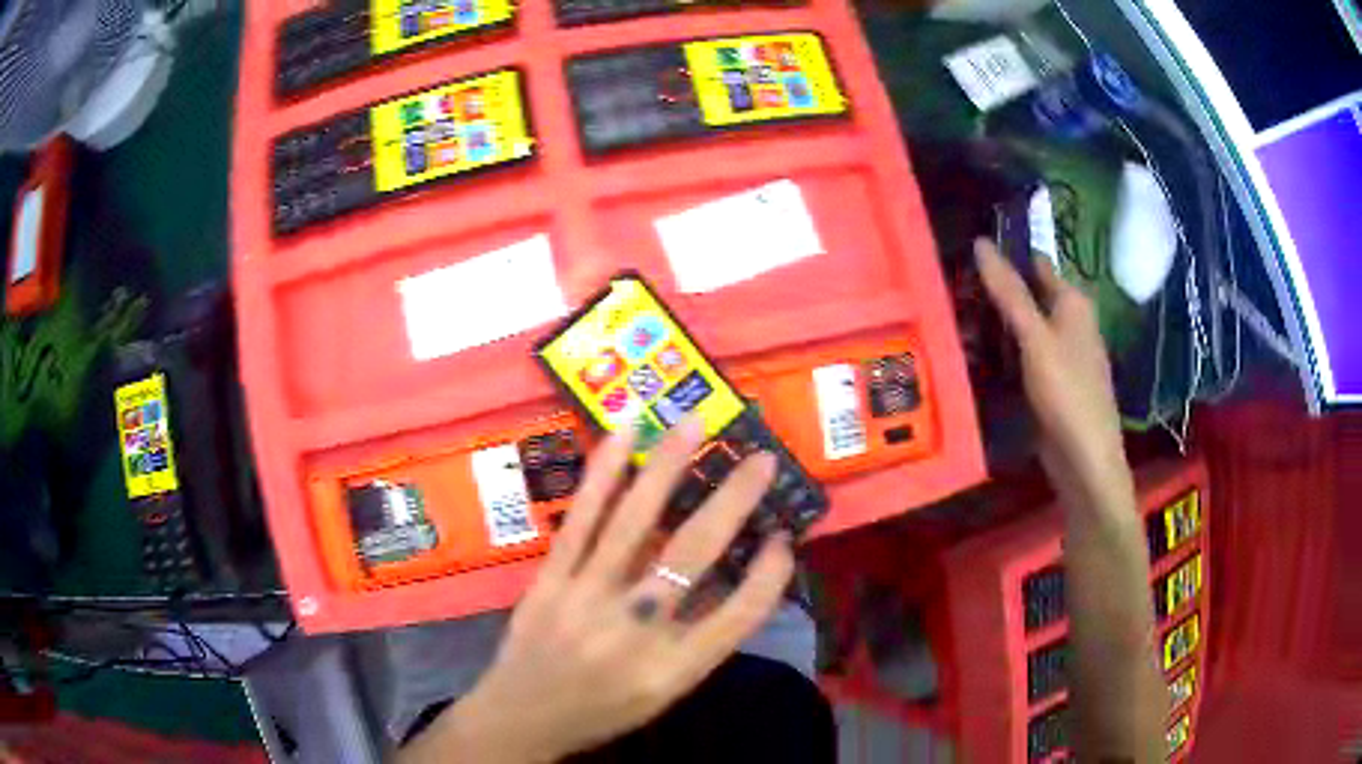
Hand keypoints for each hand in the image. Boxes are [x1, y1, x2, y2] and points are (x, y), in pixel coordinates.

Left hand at [403, 419, 794, 763]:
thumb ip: (700, 640)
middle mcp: (633, 631)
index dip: (769, 574)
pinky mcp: (549, 579)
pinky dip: (603, 475)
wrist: (522, 717)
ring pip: (633, 523)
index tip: (786, 538)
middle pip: (693, 556)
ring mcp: (585, 598)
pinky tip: (620, 437)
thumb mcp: (663, 691)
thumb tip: (731, 574)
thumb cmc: (602, 709)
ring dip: (666, 467)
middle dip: (734, 501)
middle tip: (761, 461)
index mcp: (672, 669)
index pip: (738, 616)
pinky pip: (580, 521)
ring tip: (693, 425)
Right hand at [973, 239, 1132, 510]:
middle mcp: (1070, 322)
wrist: (1085, 459)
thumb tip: (981, 242)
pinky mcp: (1052, 383)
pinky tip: (978, 358)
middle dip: (994, 295)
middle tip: (951, 292)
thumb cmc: (1066, 391)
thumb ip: (1009, 292)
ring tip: (954, 322)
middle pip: (1028, 296)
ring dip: (995, 326)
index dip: (1005, 256)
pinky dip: (1004, 354)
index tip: (965, 256)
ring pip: (1023, 329)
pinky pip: (1024, 357)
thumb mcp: (1034, 337)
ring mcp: (1062, 354)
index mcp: (1072, 302)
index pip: (1034, 263)